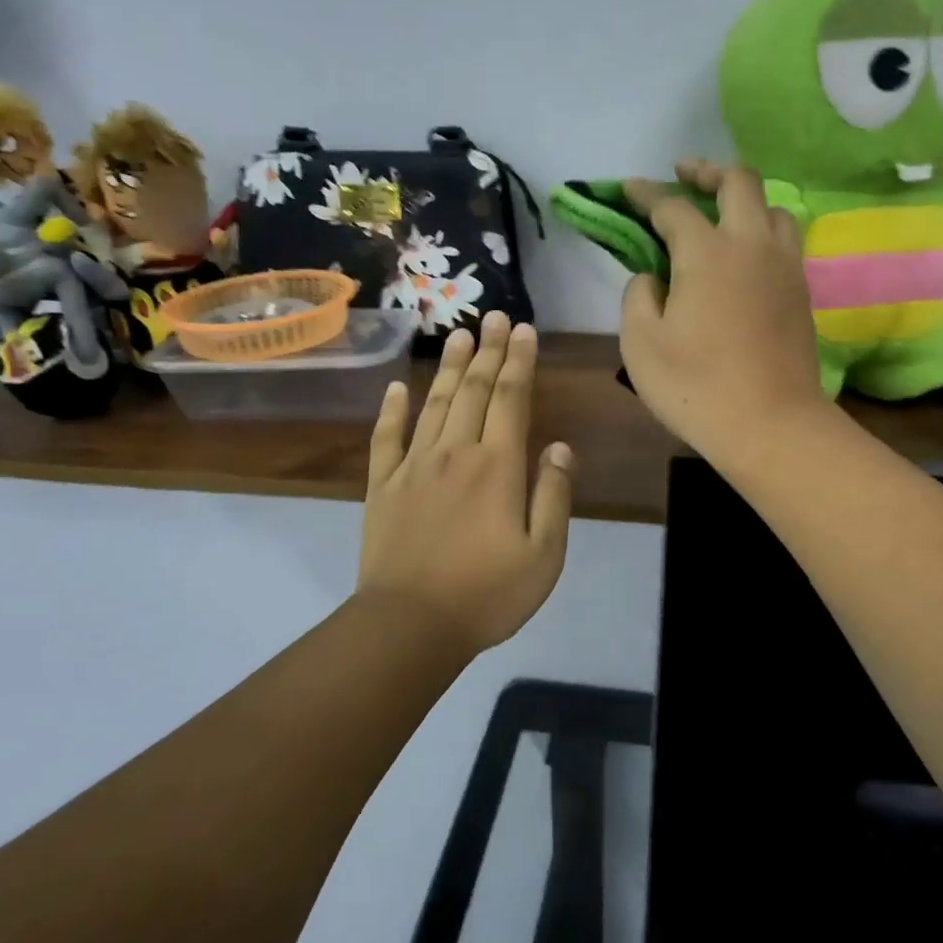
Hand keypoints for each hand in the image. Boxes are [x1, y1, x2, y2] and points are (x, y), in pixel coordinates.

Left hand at [357, 314, 574, 653]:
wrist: (409, 625)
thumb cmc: (487, 594)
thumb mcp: (544, 554)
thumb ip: (553, 495)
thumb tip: (559, 447)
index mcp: (497, 466)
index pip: (511, 399)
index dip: (520, 362)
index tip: (524, 331)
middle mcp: (456, 452)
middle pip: (474, 390)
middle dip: (489, 351)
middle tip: (496, 317)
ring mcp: (414, 466)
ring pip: (435, 404)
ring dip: (451, 367)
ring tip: (461, 335)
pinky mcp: (383, 486)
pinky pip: (387, 438)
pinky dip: (392, 410)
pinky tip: (398, 387)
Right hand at [620, 161, 829, 468]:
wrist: (772, 426)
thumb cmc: (696, 387)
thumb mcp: (640, 344)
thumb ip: (638, 297)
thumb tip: (652, 276)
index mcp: (706, 252)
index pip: (672, 207)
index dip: (646, 194)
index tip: (628, 188)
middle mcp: (751, 244)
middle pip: (738, 181)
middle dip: (706, 170)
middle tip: (683, 175)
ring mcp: (784, 266)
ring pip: (772, 206)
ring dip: (744, 198)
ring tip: (720, 213)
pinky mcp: (801, 291)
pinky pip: (785, 239)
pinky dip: (762, 228)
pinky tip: (745, 251)